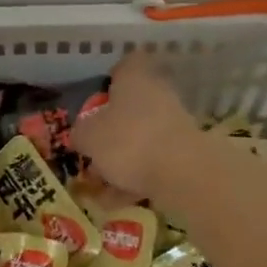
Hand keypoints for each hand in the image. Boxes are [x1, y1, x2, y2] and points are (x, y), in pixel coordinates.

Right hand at [72, 55, 200, 195]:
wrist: (183, 173)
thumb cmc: (128, 141)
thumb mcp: (89, 136)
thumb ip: (81, 133)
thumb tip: (82, 135)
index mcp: (135, 77)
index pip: (125, 65)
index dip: (111, 79)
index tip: (97, 100)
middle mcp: (158, 93)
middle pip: (132, 105)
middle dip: (112, 128)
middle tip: (93, 149)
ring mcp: (175, 123)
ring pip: (142, 136)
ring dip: (123, 158)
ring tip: (101, 185)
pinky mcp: (185, 152)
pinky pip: (154, 162)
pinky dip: (137, 178)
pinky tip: (118, 201)